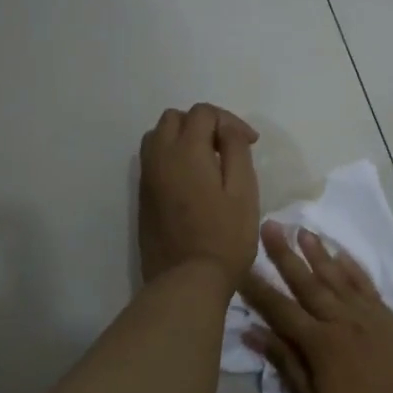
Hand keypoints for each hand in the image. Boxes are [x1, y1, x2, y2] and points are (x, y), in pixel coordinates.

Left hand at [138, 104, 260, 289]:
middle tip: (226, 147)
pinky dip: (171, 158)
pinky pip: (152, 161)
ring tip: (206, 161)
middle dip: (202, 124)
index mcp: (186, 150)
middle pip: (174, 118)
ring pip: (157, 137)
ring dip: (181, 138)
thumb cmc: (225, 236)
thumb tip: (227, 129)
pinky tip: (191, 181)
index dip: (230, 121)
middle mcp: (160, 157)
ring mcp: (147, 178)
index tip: (250, 143)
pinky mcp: (143, 198)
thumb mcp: (244, 191)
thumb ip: (236, 151)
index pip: (203, 112)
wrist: (188, 280)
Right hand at [240, 223, 392, 392]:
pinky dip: (355, 271)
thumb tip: (253, 332)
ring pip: (341, 280)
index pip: (280, 309)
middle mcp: (346, 323)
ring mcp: (374, 322)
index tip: (240, 263)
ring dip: (320, 255)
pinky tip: (344, 257)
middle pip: (310, 284)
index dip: (258, 287)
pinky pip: (371, 290)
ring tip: (304, 231)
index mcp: (321, 345)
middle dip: (287, 255)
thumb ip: (286, 365)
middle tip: (271, 225)